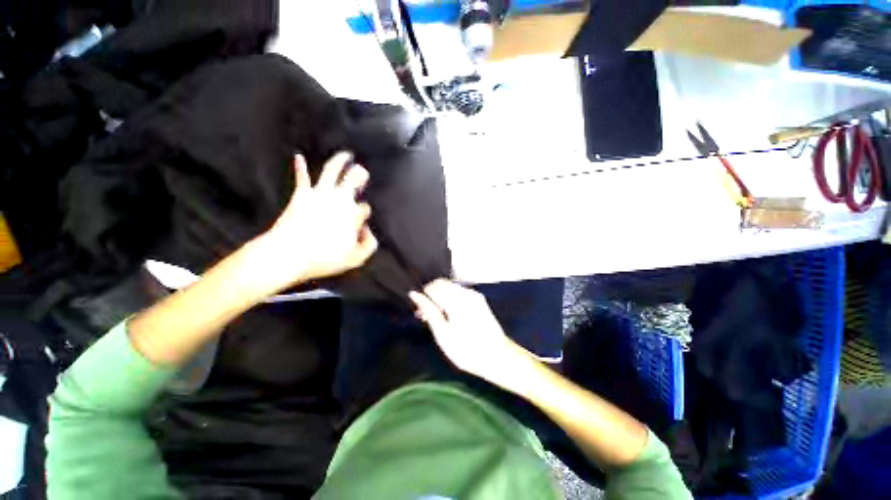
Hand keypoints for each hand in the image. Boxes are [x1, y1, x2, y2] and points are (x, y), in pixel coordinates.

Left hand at [253, 152, 377, 290]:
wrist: (290, 254)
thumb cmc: (325, 258)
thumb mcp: (356, 258)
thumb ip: (369, 245)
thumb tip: (368, 231)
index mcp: (353, 215)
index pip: (364, 208)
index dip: (363, 213)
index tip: (359, 222)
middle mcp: (339, 200)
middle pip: (353, 181)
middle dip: (360, 175)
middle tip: (363, 172)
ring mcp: (320, 195)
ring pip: (332, 172)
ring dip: (340, 161)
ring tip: (345, 155)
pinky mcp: (301, 195)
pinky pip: (302, 178)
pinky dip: (300, 167)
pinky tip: (298, 156)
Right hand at [409, 279, 528, 381]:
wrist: (497, 357)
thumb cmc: (467, 350)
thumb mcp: (442, 333)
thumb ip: (428, 310)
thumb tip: (415, 294)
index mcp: (455, 300)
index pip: (432, 287)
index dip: (423, 298)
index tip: (420, 313)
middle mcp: (465, 293)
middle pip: (441, 283)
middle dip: (431, 295)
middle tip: (426, 316)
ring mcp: (474, 295)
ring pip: (450, 287)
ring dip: (441, 297)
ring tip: (438, 317)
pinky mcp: (479, 299)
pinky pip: (459, 292)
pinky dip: (451, 299)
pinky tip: (450, 315)